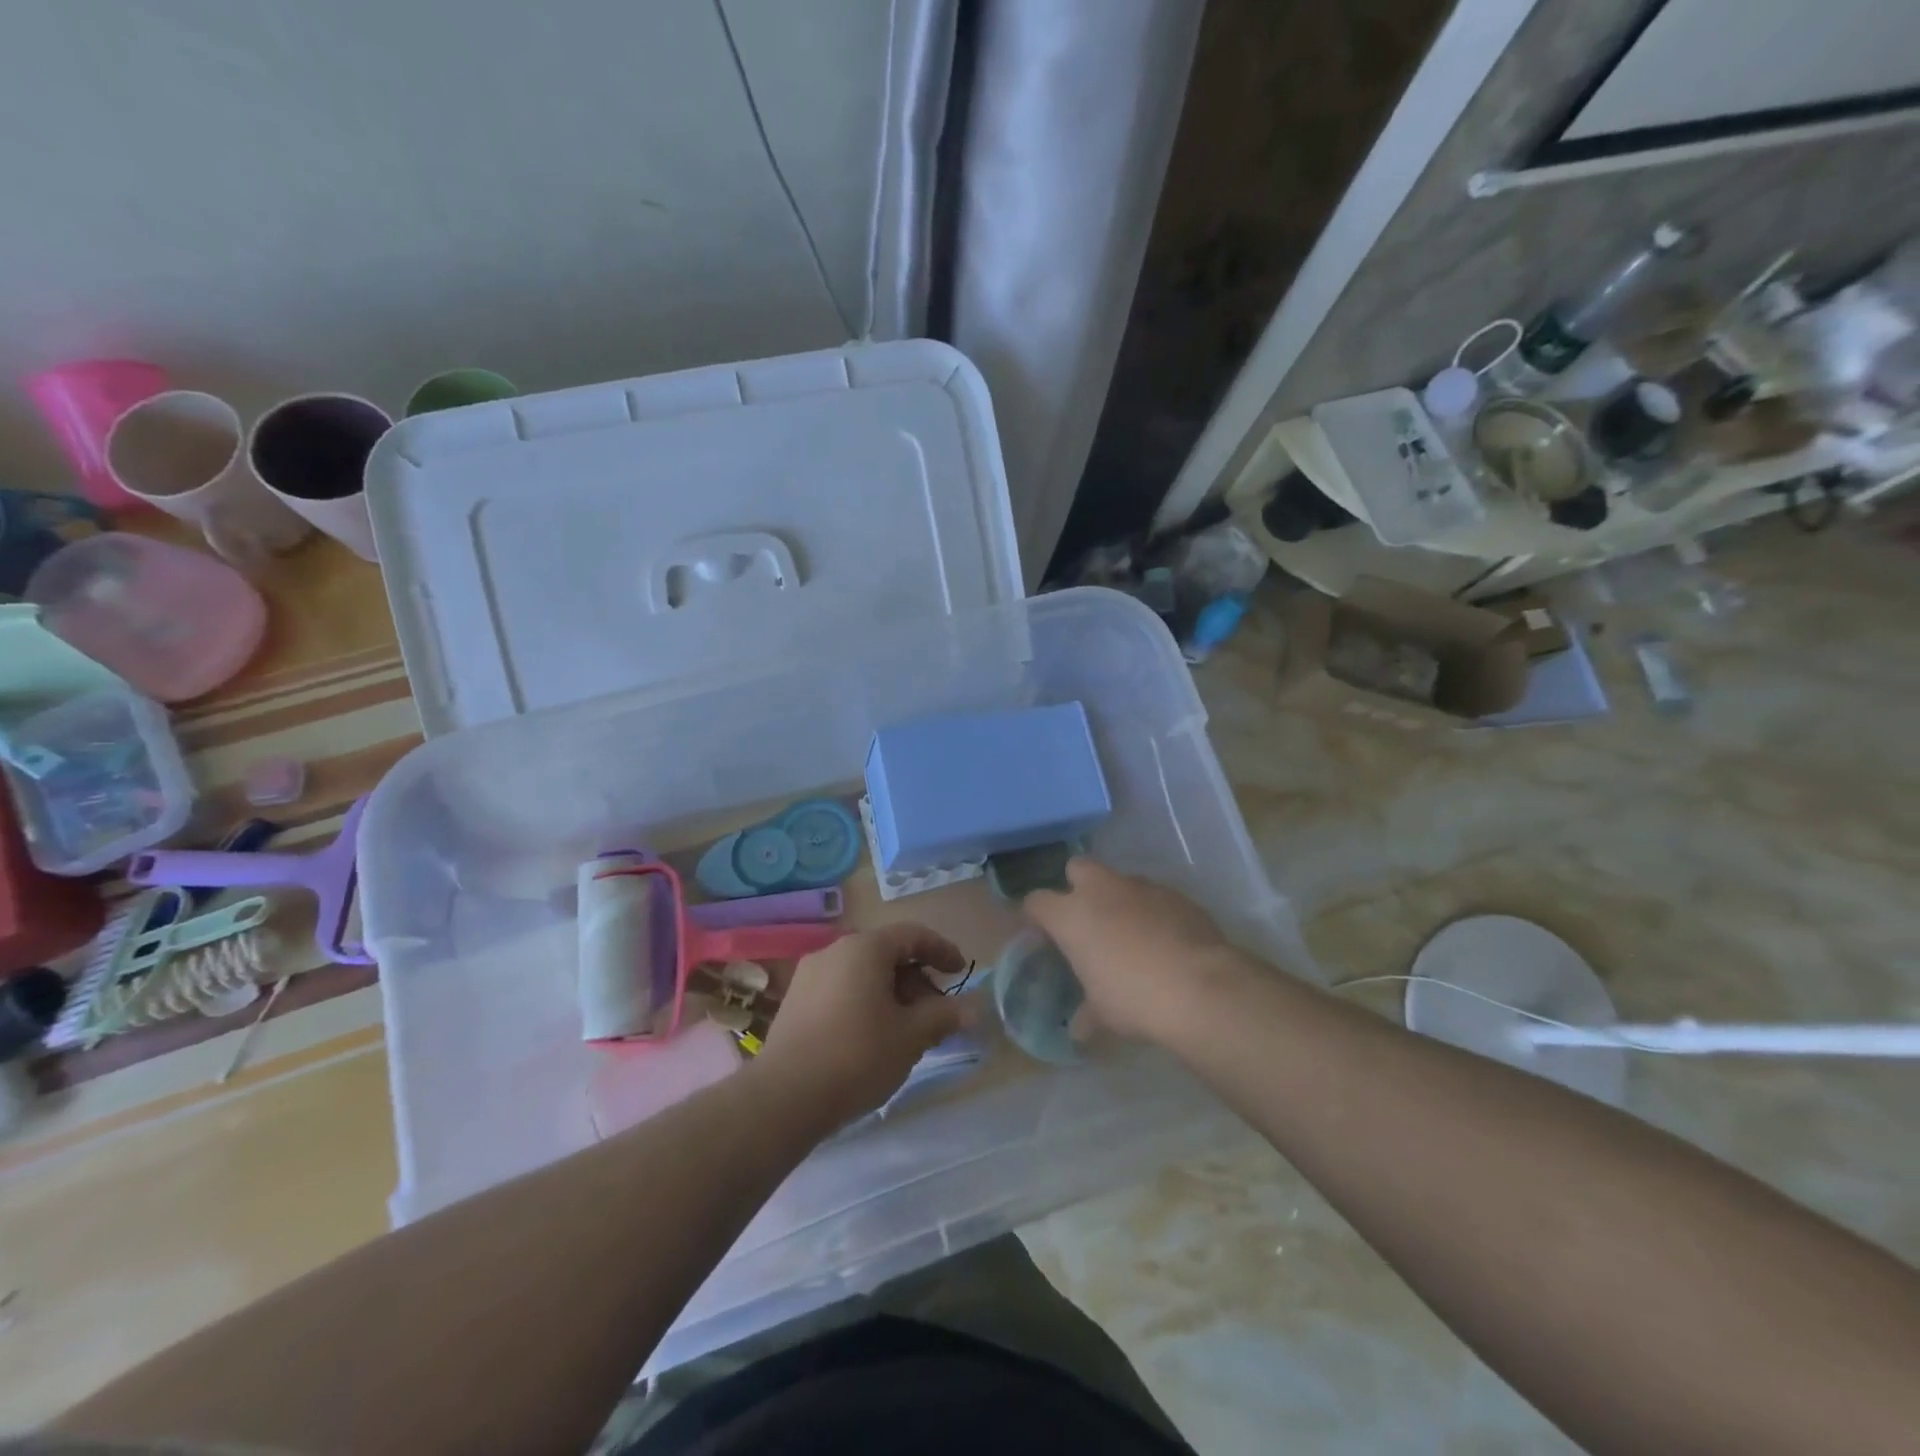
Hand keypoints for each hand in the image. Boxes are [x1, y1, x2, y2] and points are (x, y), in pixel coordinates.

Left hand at [755, 924, 973, 1125]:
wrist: (784, 1097)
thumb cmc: (857, 1056)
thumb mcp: (911, 1036)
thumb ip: (944, 1016)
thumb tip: (973, 1009)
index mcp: (865, 948)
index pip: (912, 935)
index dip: (941, 950)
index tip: (960, 971)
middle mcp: (835, 950)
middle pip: (886, 953)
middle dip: (916, 978)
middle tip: (935, 1011)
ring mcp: (810, 974)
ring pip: (863, 972)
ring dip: (891, 992)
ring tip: (906, 1028)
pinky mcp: (795, 1001)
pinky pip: (841, 988)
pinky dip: (865, 1001)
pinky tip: (872, 1036)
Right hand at [1024, 858, 1249, 1042]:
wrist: (1200, 988)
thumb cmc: (1134, 998)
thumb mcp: (1102, 1013)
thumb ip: (1086, 1013)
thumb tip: (1080, 1028)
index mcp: (1071, 915)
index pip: (1036, 901)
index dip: (1036, 916)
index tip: (1042, 934)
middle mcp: (1102, 890)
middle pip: (1077, 868)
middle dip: (1078, 887)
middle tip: (1087, 921)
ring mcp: (1142, 887)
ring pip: (1120, 880)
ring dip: (1119, 899)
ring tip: (1130, 934)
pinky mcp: (1176, 894)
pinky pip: (1155, 896)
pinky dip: (1153, 912)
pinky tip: (1164, 941)